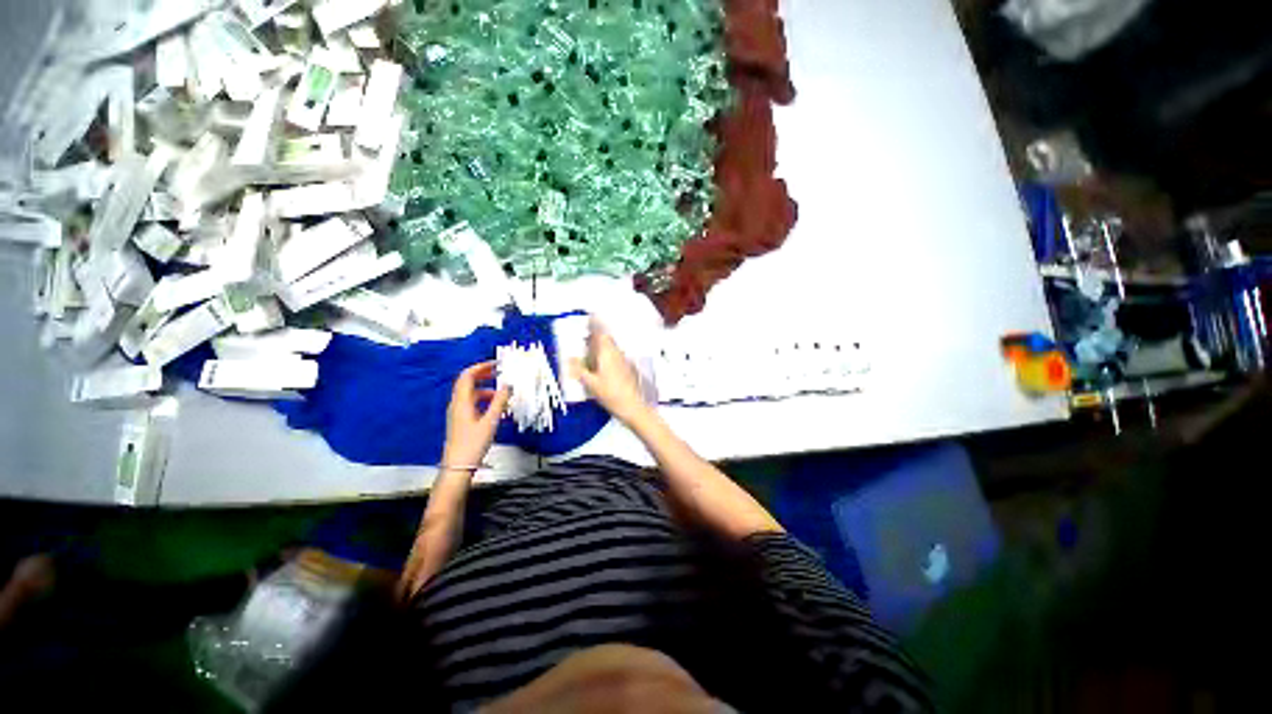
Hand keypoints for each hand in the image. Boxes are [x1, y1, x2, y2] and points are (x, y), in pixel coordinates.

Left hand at [442, 361, 510, 468]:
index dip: (481, 367)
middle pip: (468, 382)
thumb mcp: (491, 421)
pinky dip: (484, 400)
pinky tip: (496, 408)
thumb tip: (507, 386)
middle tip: (498, 372)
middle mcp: (457, 404)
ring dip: (487, 389)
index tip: (496, 364)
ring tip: (502, 393)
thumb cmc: (473, 444)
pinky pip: (473, 403)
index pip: (468, 376)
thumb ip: (500, 401)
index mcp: (462, 402)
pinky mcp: (461, 421)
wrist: (458, 466)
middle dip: (483, 375)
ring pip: (472, 394)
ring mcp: (458, 413)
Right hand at [570, 317, 650, 425]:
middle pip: (607, 339)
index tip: (591, 316)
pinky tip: (602, 365)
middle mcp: (617, 353)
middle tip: (587, 336)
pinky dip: (608, 355)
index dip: (596, 324)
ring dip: (603, 346)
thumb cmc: (610, 394)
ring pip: (612, 348)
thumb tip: (569, 359)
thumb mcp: (591, 384)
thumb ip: (579, 370)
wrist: (632, 406)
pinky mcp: (628, 369)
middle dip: (598, 335)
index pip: (601, 334)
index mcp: (607, 353)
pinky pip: (615, 356)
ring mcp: (624, 361)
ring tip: (592, 350)